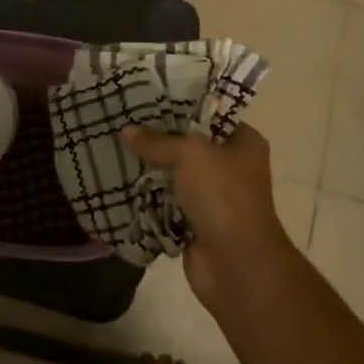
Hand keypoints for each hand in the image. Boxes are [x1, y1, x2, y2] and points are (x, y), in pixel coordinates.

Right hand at [123, 123, 295, 308]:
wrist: (236, 264)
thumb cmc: (223, 196)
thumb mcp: (189, 155)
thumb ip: (157, 141)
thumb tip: (126, 130)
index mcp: (245, 143)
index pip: (211, 115)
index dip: (181, 107)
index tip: (147, 100)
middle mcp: (234, 167)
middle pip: (191, 146)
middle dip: (160, 140)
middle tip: (125, 124)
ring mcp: (216, 198)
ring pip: (177, 176)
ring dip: (153, 170)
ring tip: (118, 149)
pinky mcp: (198, 223)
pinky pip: (169, 203)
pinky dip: (150, 199)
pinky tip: (123, 183)